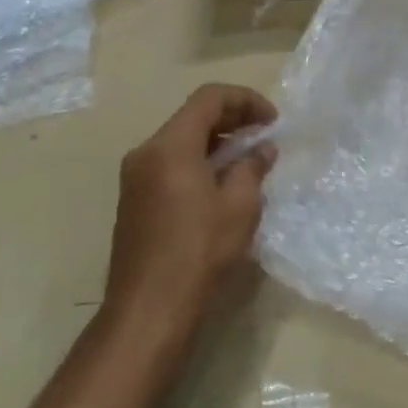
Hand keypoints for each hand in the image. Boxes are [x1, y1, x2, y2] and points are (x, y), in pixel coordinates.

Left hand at [106, 84, 276, 338]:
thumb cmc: (199, 251)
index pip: (209, 98)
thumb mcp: (239, 206)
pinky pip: (170, 165)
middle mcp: (146, 152)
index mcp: (170, 146)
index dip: (246, 100)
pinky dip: (199, 163)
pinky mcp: (134, 201)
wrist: (148, 309)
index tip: (272, 121)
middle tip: (265, 137)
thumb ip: (252, 167)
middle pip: (192, 117)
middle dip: (232, 120)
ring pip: (180, 141)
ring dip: (216, 143)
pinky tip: (222, 186)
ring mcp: (135, 178)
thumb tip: (261, 149)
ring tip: (249, 162)